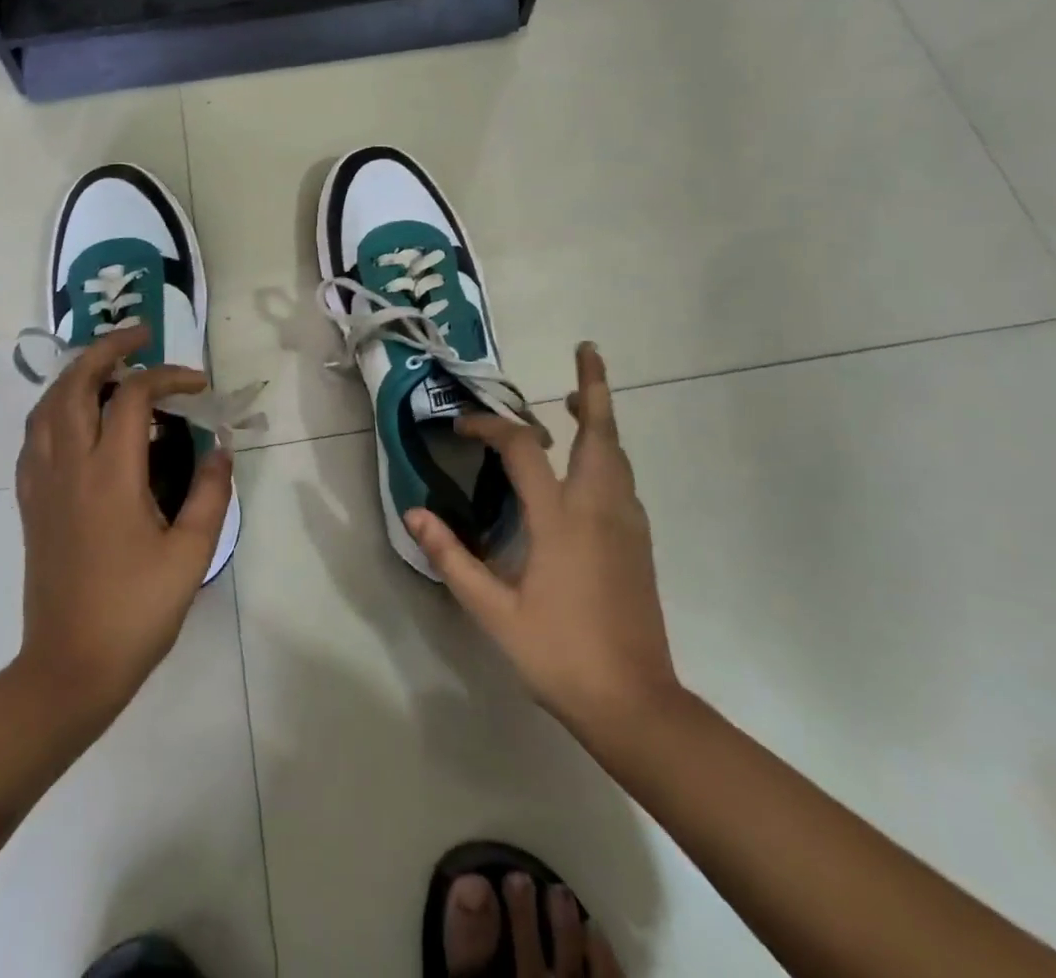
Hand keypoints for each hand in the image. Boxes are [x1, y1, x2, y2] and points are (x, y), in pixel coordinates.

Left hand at [13, 325, 232, 729]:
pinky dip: (56, 408)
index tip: (200, 386)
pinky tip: (78, 417)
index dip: (169, 377)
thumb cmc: (136, 611)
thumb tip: (221, 448)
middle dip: (108, 349)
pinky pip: (35, 435)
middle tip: (140, 336)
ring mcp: (42, 483)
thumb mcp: (191, 554)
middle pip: (76, 383)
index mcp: (110, 475)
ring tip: (110, 367)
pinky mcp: (30, 502)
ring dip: (77, 373)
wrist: (69, 668)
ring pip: (48, 405)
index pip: (134, 397)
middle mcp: (69, 466)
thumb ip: (210, 492)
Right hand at [405, 343, 681, 744]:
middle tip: (586, 351)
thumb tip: (416, 513)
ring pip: (617, 454)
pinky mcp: (639, 543)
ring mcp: (626, 524)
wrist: (636, 704)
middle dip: (594, 387)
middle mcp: (599, 509)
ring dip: (599, 420)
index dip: (489, 427)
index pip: (522, 450)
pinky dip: (606, 453)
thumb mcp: (494, 612)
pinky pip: (622, 480)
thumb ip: (453, 558)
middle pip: (600, 433)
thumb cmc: (559, 655)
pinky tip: (587, 466)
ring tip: (577, 400)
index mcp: (561, 520)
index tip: (462, 428)